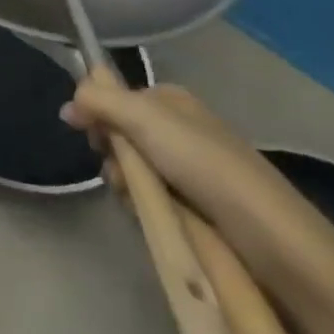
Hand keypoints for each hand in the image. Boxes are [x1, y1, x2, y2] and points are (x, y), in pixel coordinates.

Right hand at [61, 82, 323, 259]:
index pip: (116, 96)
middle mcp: (179, 130)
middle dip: (111, 152)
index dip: (97, 112)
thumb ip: (99, 101)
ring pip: (133, 170)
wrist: (267, 236)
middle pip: (121, 134)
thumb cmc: (203, 163)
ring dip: (125, 183)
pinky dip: (144, 206)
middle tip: (118, 171)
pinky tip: (150, 216)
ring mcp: (188, 171)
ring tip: (136, 199)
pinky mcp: (196, 209)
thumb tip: (67, 105)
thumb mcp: (143, 118)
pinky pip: (151, 200)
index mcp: (171, 100)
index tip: (89, 132)